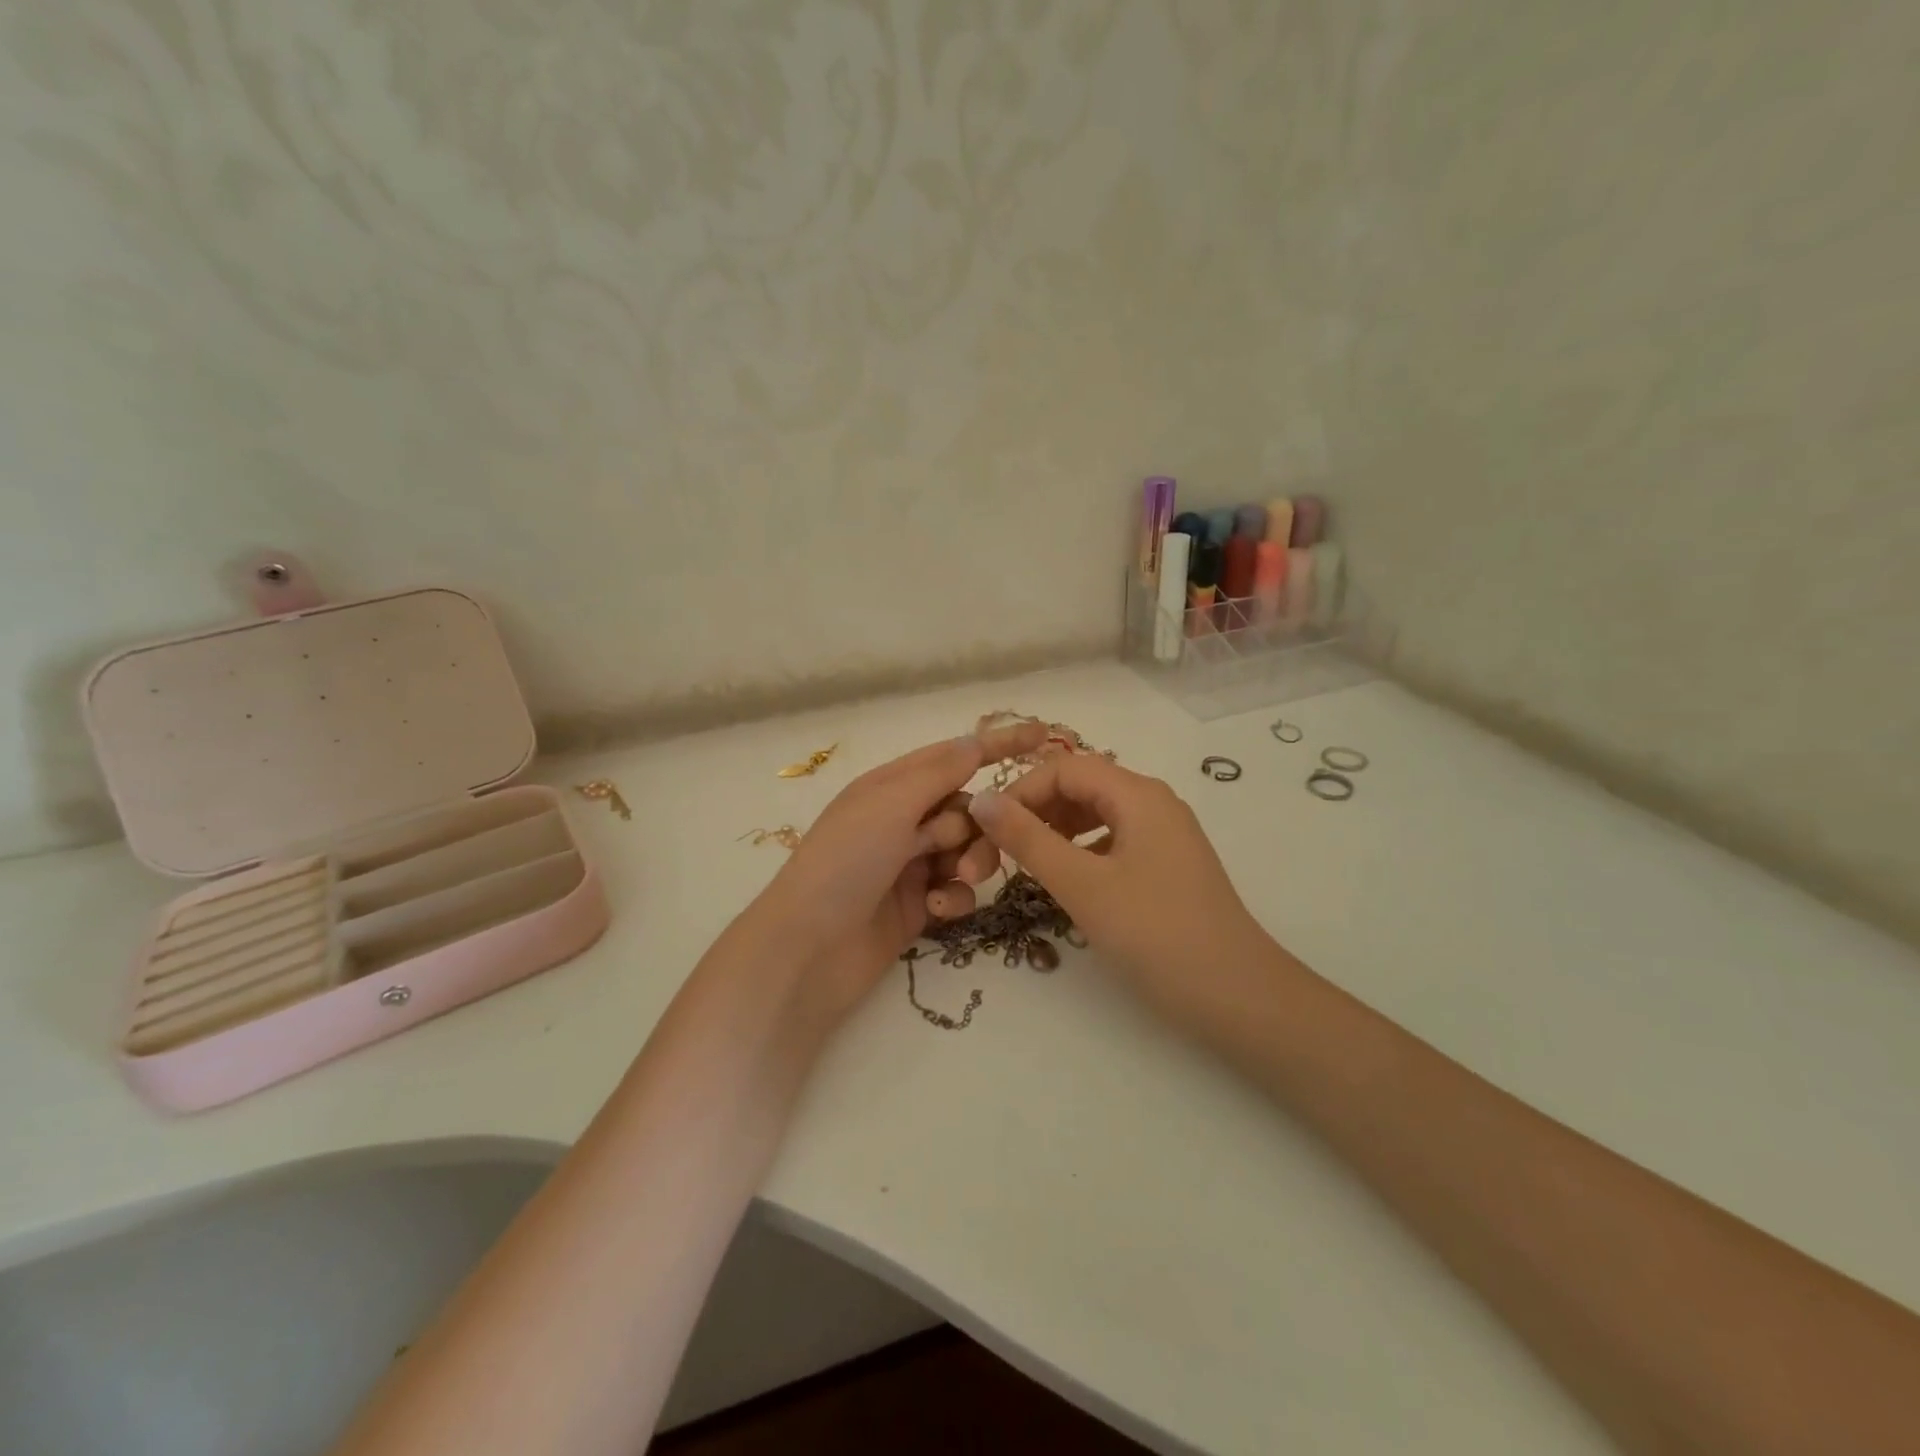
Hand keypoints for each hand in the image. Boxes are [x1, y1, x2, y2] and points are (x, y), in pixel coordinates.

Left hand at [749, 720, 1047, 1024]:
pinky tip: (934, 910)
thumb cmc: (845, 862)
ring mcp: (910, 865)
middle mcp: (903, 821)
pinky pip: (956, 891)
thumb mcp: (890, 804)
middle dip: (979, 826)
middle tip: (965, 850)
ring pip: (968, 851)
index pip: (954, 756)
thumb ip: (939, 772)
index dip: (996, 745)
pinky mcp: (917, 906)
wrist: (808, 949)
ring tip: (956, 880)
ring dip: (971, 862)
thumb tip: (974, 742)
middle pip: (968, 809)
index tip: (1042, 734)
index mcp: (892, 787)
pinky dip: (953, 898)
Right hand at [967, 755, 1272, 1023]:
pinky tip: (1068, 879)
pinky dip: (1082, 850)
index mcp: (1138, 794)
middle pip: (1081, 786)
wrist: (1238, 996)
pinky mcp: (1168, 864)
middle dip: (1035, 812)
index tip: (987, 831)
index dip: (1020, 792)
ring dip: (1056, 831)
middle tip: (999, 853)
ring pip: (1097, 813)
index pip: (1064, 769)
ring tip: (1027, 865)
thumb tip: (981, 800)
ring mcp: (1165, 834)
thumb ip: (1028, 839)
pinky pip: (1114, 840)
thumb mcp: (1082, 885)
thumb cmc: (1155, 934)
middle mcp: (1154, 802)